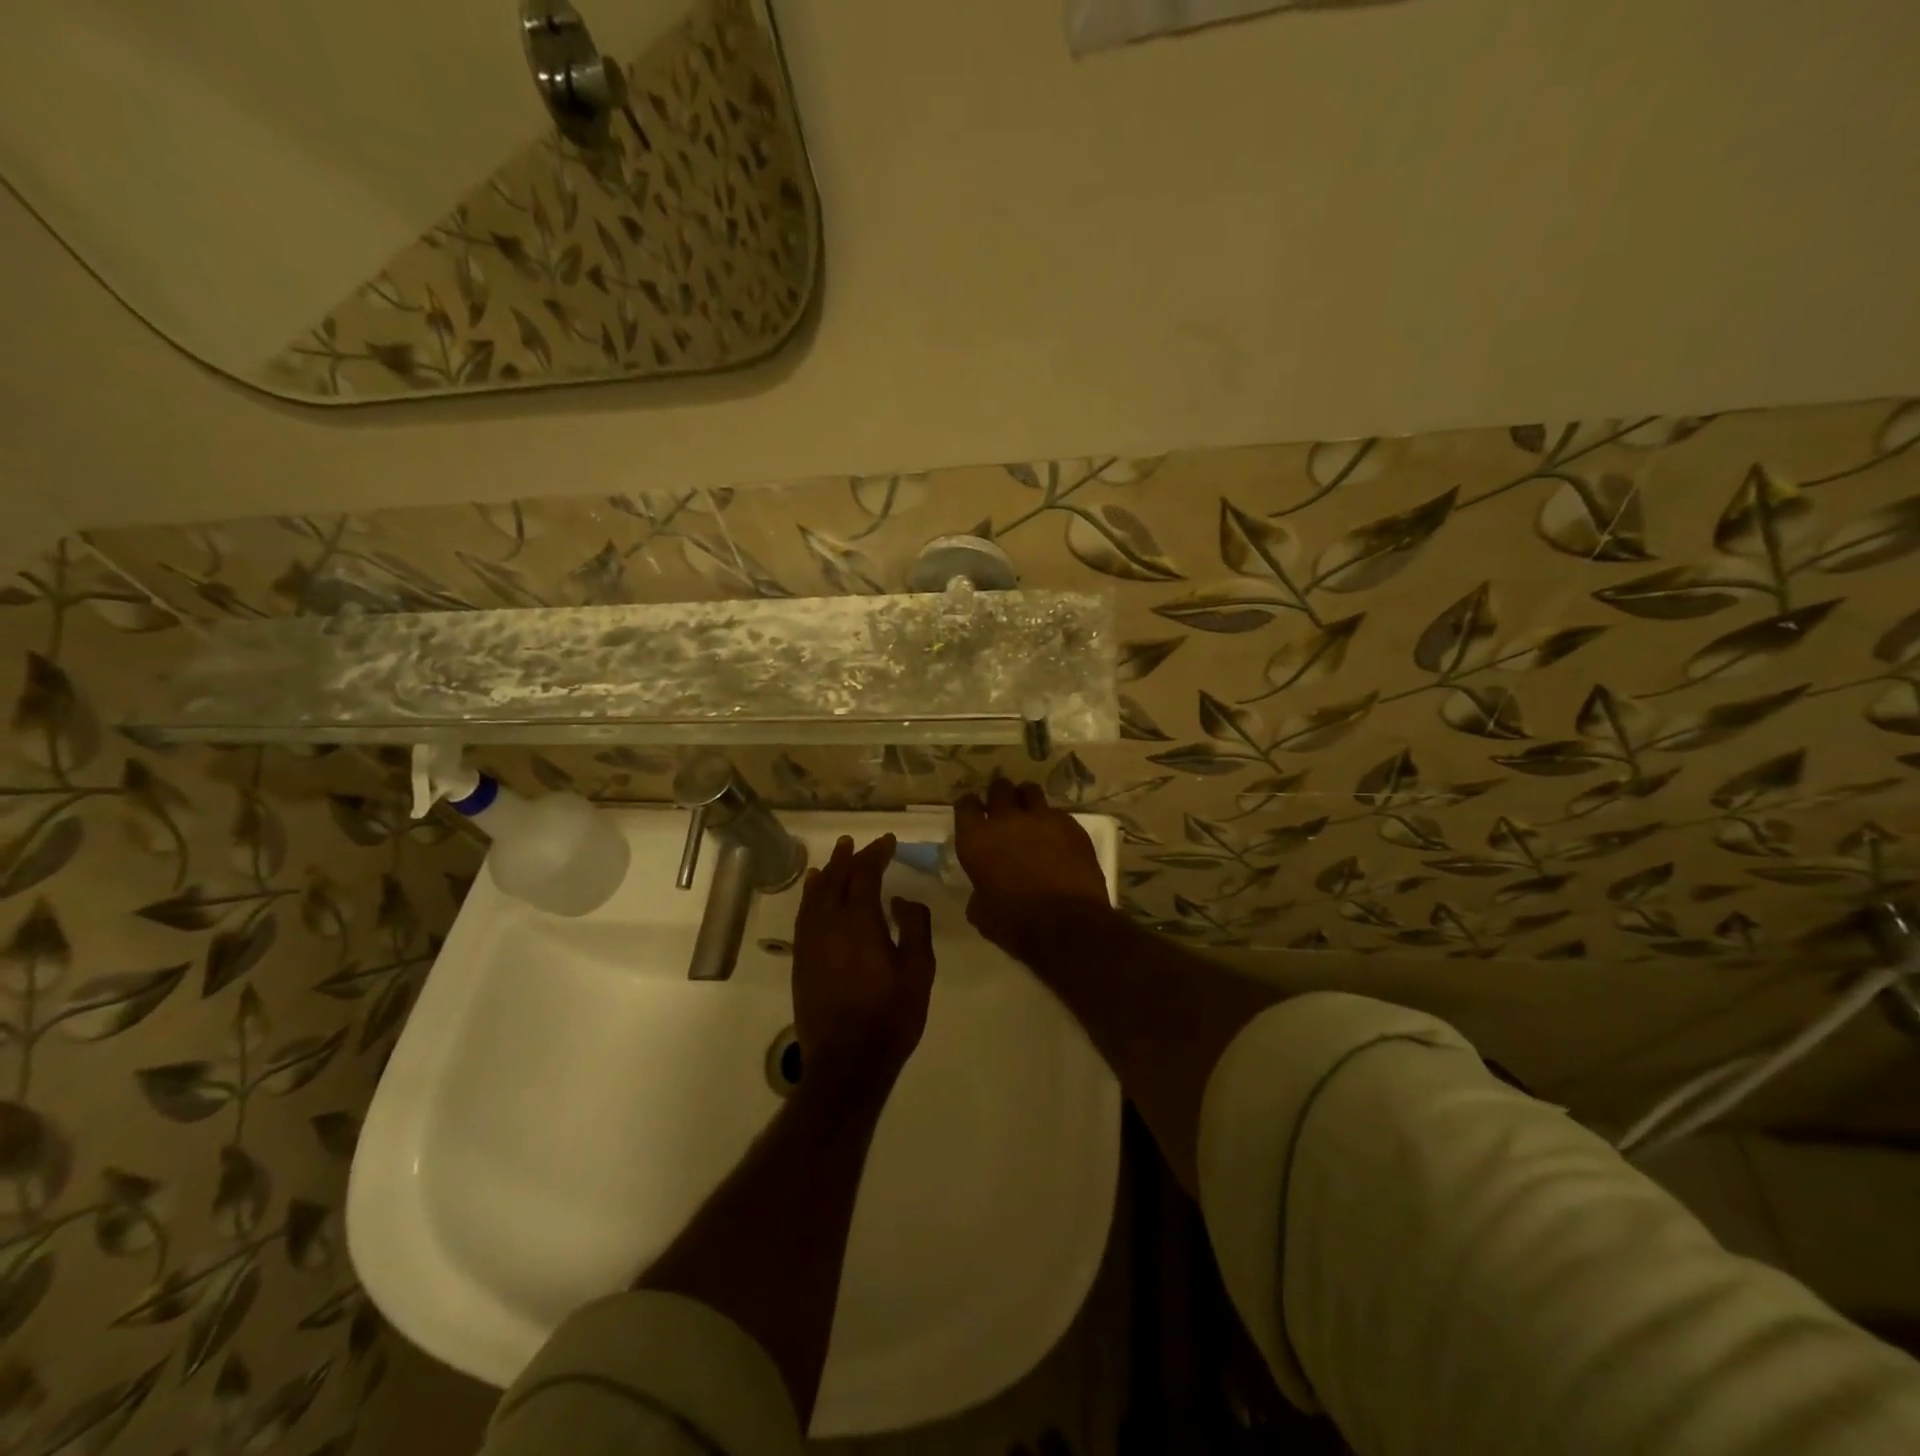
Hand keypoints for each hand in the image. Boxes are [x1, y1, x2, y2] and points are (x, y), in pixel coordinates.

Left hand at [792, 834, 935, 1093]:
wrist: (847, 1062)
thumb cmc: (890, 1016)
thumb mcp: (918, 971)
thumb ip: (914, 927)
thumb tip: (902, 900)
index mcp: (860, 922)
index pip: (865, 874)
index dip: (876, 854)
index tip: (888, 842)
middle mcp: (830, 924)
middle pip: (836, 879)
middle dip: (849, 858)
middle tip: (859, 843)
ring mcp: (811, 942)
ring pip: (815, 894)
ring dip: (827, 872)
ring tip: (835, 856)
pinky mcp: (801, 959)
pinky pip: (803, 915)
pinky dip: (809, 895)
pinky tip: (812, 890)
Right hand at [954, 779, 1111, 954]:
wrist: (1067, 926)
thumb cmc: (1015, 924)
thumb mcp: (982, 913)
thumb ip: (979, 891)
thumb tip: (983, 890)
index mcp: (976, 839)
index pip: (966, 805)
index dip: (969, 806)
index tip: (973, 812)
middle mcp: (1007, 820)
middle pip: (999, 789)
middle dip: (999, 796)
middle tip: (1002, 809)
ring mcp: (1042, 818)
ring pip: (1030, 792)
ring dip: (1026, 799)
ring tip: (1029, 814)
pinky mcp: (1072, 826)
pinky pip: (1058, 814)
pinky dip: (1053, 822)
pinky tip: (1057, 838)